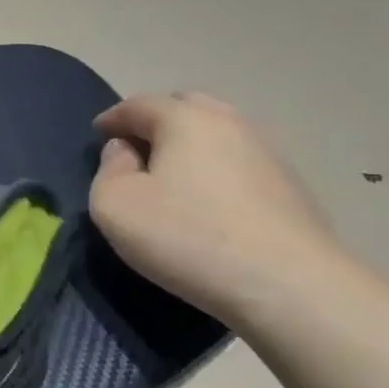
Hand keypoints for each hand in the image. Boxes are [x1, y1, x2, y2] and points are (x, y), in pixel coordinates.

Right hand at [90, 92, 339, 327]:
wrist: (287, 283)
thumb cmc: (186, 237)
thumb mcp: (115, 206)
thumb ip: (108, 170)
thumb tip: (124, 151)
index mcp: (185, 119)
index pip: (139, 104)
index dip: (113, 117)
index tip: (98, 133)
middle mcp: (230, 122)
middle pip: (186, 106)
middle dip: (156, 120)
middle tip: (136, 147)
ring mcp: (268, 151)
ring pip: (218, 132)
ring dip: (190, 143)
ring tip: (173, 172)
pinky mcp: (290, 184)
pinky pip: (240, 161)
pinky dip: (217, 167)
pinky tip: (210, 198)